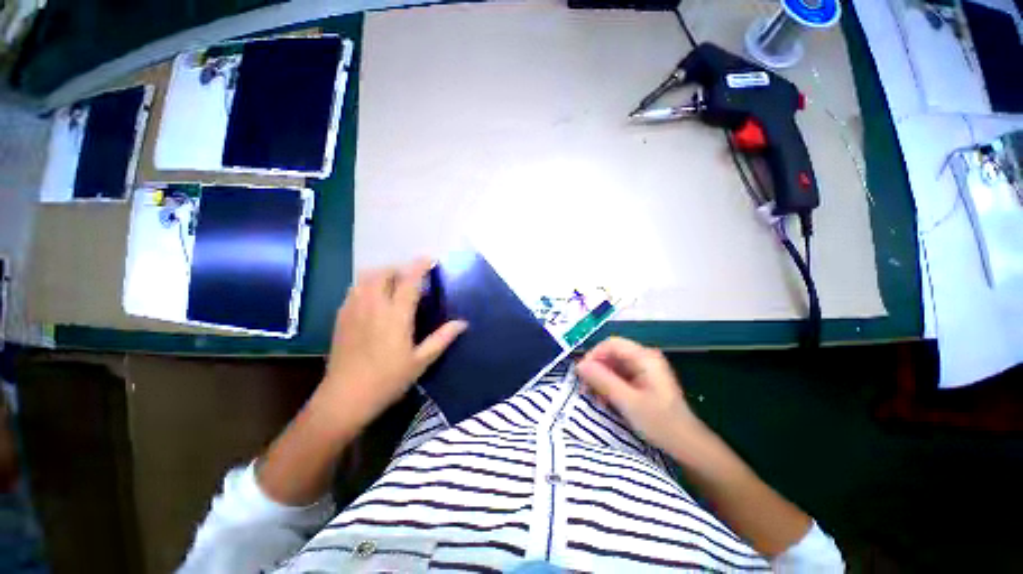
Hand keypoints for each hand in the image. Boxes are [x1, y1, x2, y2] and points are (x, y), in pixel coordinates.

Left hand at [313, 259, 467, 433]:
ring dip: (381, 274)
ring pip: (365, 278)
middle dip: (399, 269)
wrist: (345, 397)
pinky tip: (373, 299)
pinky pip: (354, 289)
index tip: (429, 259)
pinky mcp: (340, 316)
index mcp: (396, 315)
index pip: (409, 281)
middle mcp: (373, 306)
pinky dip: (366, 284)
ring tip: (392, 285)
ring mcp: (353, 309)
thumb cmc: (388, 380)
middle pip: (383, 273)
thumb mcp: (421, 361)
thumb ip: (442, 338)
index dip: (420, 266)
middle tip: (411, 278)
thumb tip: (463, 323)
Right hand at [576, 337, 698, 450]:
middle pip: (611, 354)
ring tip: (593, 397)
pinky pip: (619, 375)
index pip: (611, 344)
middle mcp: (644, 358)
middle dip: (595, 369)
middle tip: (584, 388)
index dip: (593, 355)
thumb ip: (603, 380)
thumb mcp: (628, 402)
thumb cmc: (660, 423)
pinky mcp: (642, 380)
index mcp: (644, 357)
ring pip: (613, 365)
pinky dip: (609, 385)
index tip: (581, 373)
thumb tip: (579, 365)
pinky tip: (604, 400)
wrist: (687, 445)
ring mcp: (644, 369)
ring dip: (600, 379)